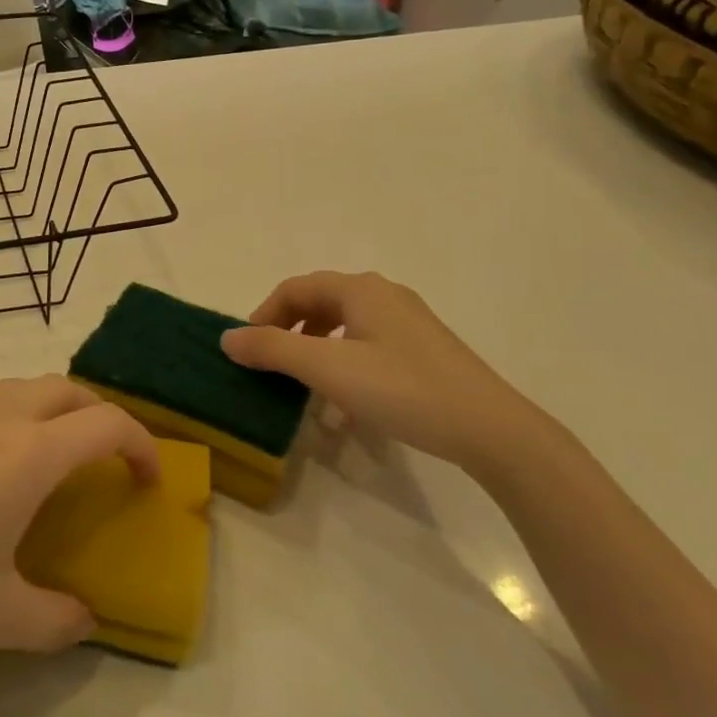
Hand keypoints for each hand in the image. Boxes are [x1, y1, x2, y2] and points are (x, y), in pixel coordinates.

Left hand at [0, 377, 159, 681]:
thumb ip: (54, 620)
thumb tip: (83, 621)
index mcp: (28, 454)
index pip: (107, 425)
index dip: (141, 446)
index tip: (147, 480)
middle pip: (67, 390)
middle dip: (97, 417)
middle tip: (103, 462)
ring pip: (18, 388)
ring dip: (47, 411)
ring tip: (42, 459)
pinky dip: (0, 416)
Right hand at [220, 271, 556, 475]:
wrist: (489, 428)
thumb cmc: (401, 388)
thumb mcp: (327, 369)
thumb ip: (273, 349)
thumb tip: (227, 338)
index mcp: (360, 289)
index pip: (295, 288)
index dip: (264, 314)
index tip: (247, 350)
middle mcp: (384, 295)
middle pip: (320, 302)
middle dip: (289, 330)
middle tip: (271, 364)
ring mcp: (409, 322)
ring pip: (345, 325)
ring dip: (315, 349)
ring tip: (303, 383)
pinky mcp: (424, 350)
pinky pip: (368, 345)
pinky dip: (344, 363)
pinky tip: (345, 401)